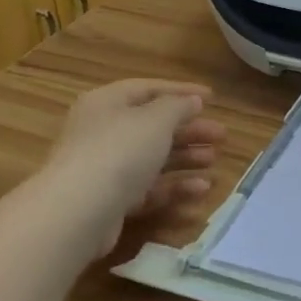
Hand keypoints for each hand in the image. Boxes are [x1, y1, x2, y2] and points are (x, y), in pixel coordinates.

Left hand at [42, 79, 226, 257]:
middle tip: (221, 135)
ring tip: (215, 160)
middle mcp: (103, 132)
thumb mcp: (156, 119)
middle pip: (153, 126)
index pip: (149, 89)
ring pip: (152, 158)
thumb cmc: (119, 150)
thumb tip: (191, 101)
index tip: (213, 98)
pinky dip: (174, 187)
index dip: (182, 91)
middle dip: (189, 130)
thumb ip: (178, 106)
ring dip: (186, 158)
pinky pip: (148, 188)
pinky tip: (201, 189)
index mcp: (107, 103)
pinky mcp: (111, 201)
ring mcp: (105, 168)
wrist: (78, 211)